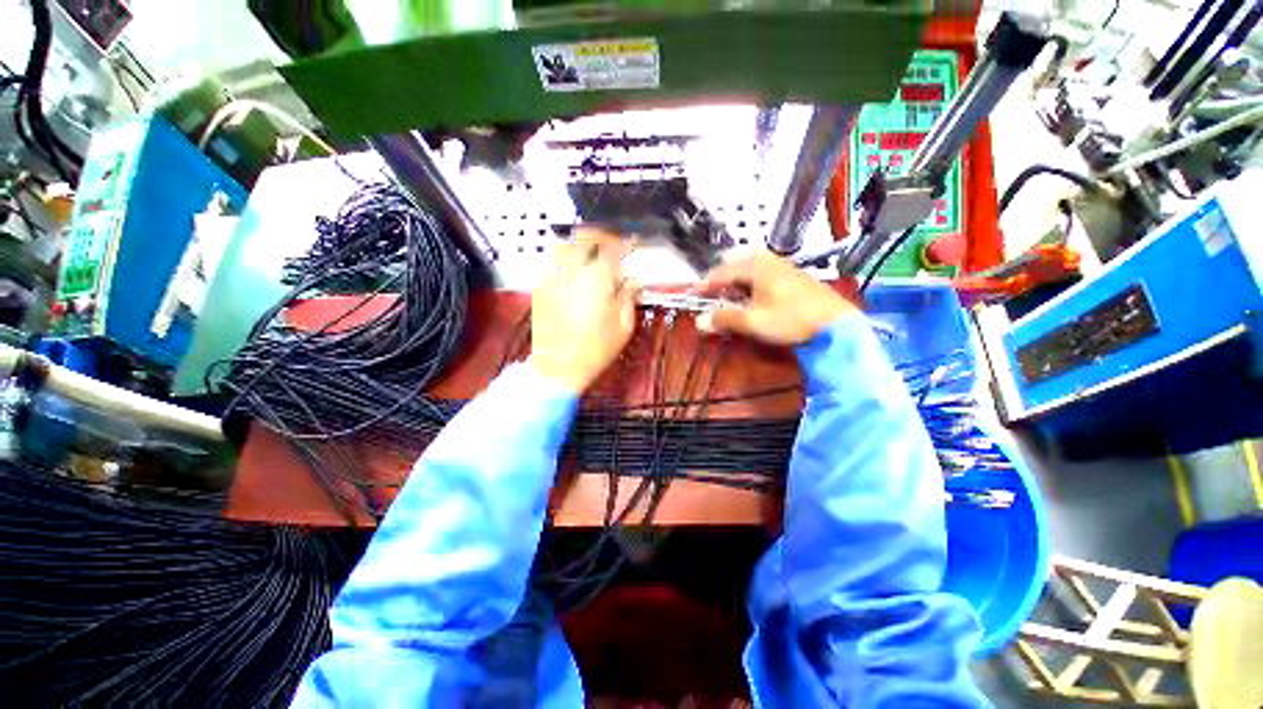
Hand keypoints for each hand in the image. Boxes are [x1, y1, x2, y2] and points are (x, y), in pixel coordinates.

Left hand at [530, 228, 638, 392]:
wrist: (558, 367)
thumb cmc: (594, 350)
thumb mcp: (623, 326)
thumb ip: (628, 297)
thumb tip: (633, 281)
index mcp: (597, 280)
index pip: (613, 248)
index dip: (625, 243)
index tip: (632, 244)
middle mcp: (572, 272)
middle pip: (585, 237)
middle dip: (602, 235)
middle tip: (613, 244)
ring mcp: (553, 278)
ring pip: (566, 245)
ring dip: (582, 244)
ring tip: (594, 254)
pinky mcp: (541, 287)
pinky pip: (555, 262)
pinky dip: (568, 260)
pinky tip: (577, 273)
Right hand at [693, 249, 855, 344]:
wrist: (834, 323)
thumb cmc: (790, 319)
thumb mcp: (752, 321)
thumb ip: (724, 318)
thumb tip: (700, 321)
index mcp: (754, 267)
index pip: (721, 273)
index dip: (704, 284)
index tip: (692, 294)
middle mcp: (767, 261)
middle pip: (736, 263)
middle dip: (721, 277)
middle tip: (712, 292)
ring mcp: (782, 266)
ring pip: (751, 265)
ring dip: (737, 278)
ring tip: (731, 292)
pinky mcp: (793, 276)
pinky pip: (763, 271)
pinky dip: (751, 280)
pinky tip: (754, 293)